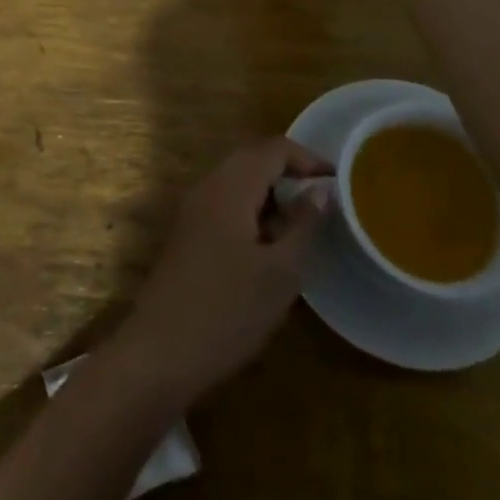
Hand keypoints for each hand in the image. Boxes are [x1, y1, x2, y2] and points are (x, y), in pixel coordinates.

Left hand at [113, 139, 331, 403]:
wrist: (161, 351)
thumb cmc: (228, 310)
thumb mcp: (280, 272)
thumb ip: (304, 225)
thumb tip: (321, 192)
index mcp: (229, 185)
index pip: (272, 148)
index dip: (308, 158)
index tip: (339, 181)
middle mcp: (207, 186)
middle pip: (253, 160)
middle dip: (290, 174)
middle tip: (324, 202)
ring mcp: (192, 209)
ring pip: (238, 183)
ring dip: (271, 195)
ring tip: (302, 227)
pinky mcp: (187, 233)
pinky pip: (225, 204)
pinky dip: (252, 212)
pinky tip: (269, 248)